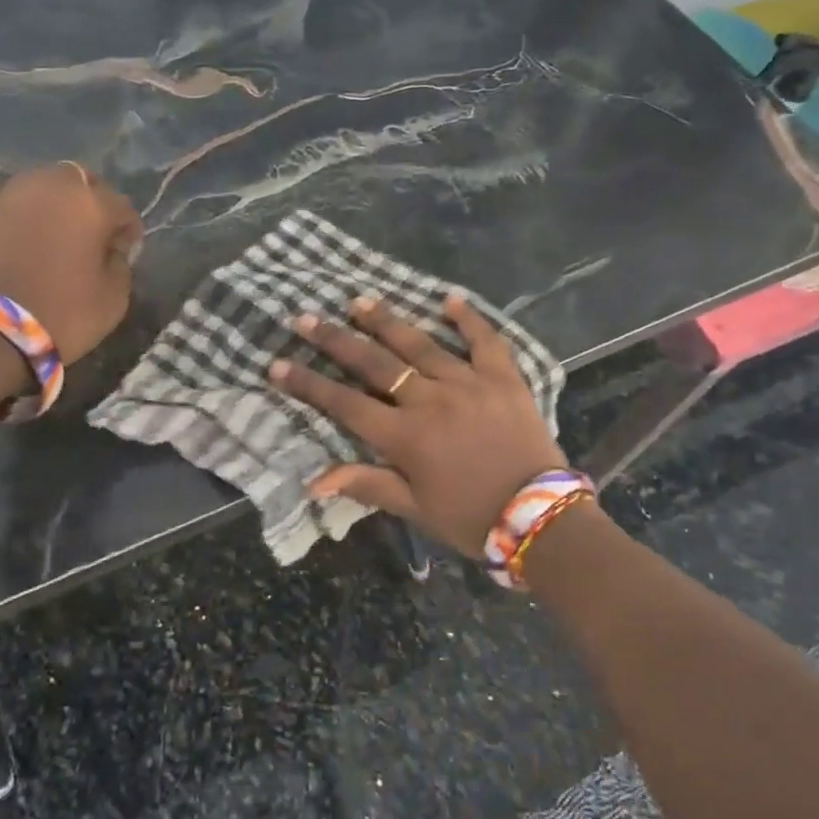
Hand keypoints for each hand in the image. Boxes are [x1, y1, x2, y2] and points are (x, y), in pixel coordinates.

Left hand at [0, 164, 142, 362]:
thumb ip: (119, 264)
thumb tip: (110, 249)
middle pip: (76, 181)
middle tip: (88, 234)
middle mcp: (46, 188)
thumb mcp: (114, 298)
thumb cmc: (62, 314)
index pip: (121, 206)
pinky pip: (6, 213)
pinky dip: (17, 226)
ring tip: (50, 240)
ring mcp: (3, 199)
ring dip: (49, 208)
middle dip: (87, 202)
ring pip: (36, 191)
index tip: (126, 249)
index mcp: (88, 203)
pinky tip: (17, 254)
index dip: (128, 228)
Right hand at [269, 294, 566, 559]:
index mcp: (406, 437)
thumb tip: (313, 482)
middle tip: (306, 318)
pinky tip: (449, 299)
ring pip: (420, 345)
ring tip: (359, 301)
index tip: (277, 364)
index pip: (345, 404)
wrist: (541, 519)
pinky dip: (468, 319)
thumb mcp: (414, 509)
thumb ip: (367, 485)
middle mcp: (431, 401)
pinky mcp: (504, 379)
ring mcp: (469, 384)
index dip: (308, 384)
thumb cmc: (471, 518)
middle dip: (336, 340)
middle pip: (375, 364)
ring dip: (387, 321)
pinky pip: (485, 341)